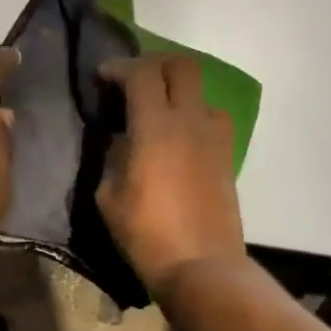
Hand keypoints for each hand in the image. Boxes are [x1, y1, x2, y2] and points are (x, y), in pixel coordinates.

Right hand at [97, 54, 246, 297]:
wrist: (202, 267)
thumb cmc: (147, 233)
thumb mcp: (109, 196)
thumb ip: (114, 158)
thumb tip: (123, 141)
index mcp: (156, 127)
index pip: (141, 74)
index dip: (119, 67)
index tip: (103, 76)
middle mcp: (190, 121)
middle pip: (182, 66)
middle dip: (155, 64)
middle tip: (134, 80)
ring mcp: (214, 137)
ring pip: (202, 91)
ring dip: (178, 91)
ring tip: (159, 111)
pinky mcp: (227, 156)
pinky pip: (212, 119)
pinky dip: (193, 116)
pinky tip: (178, 138)